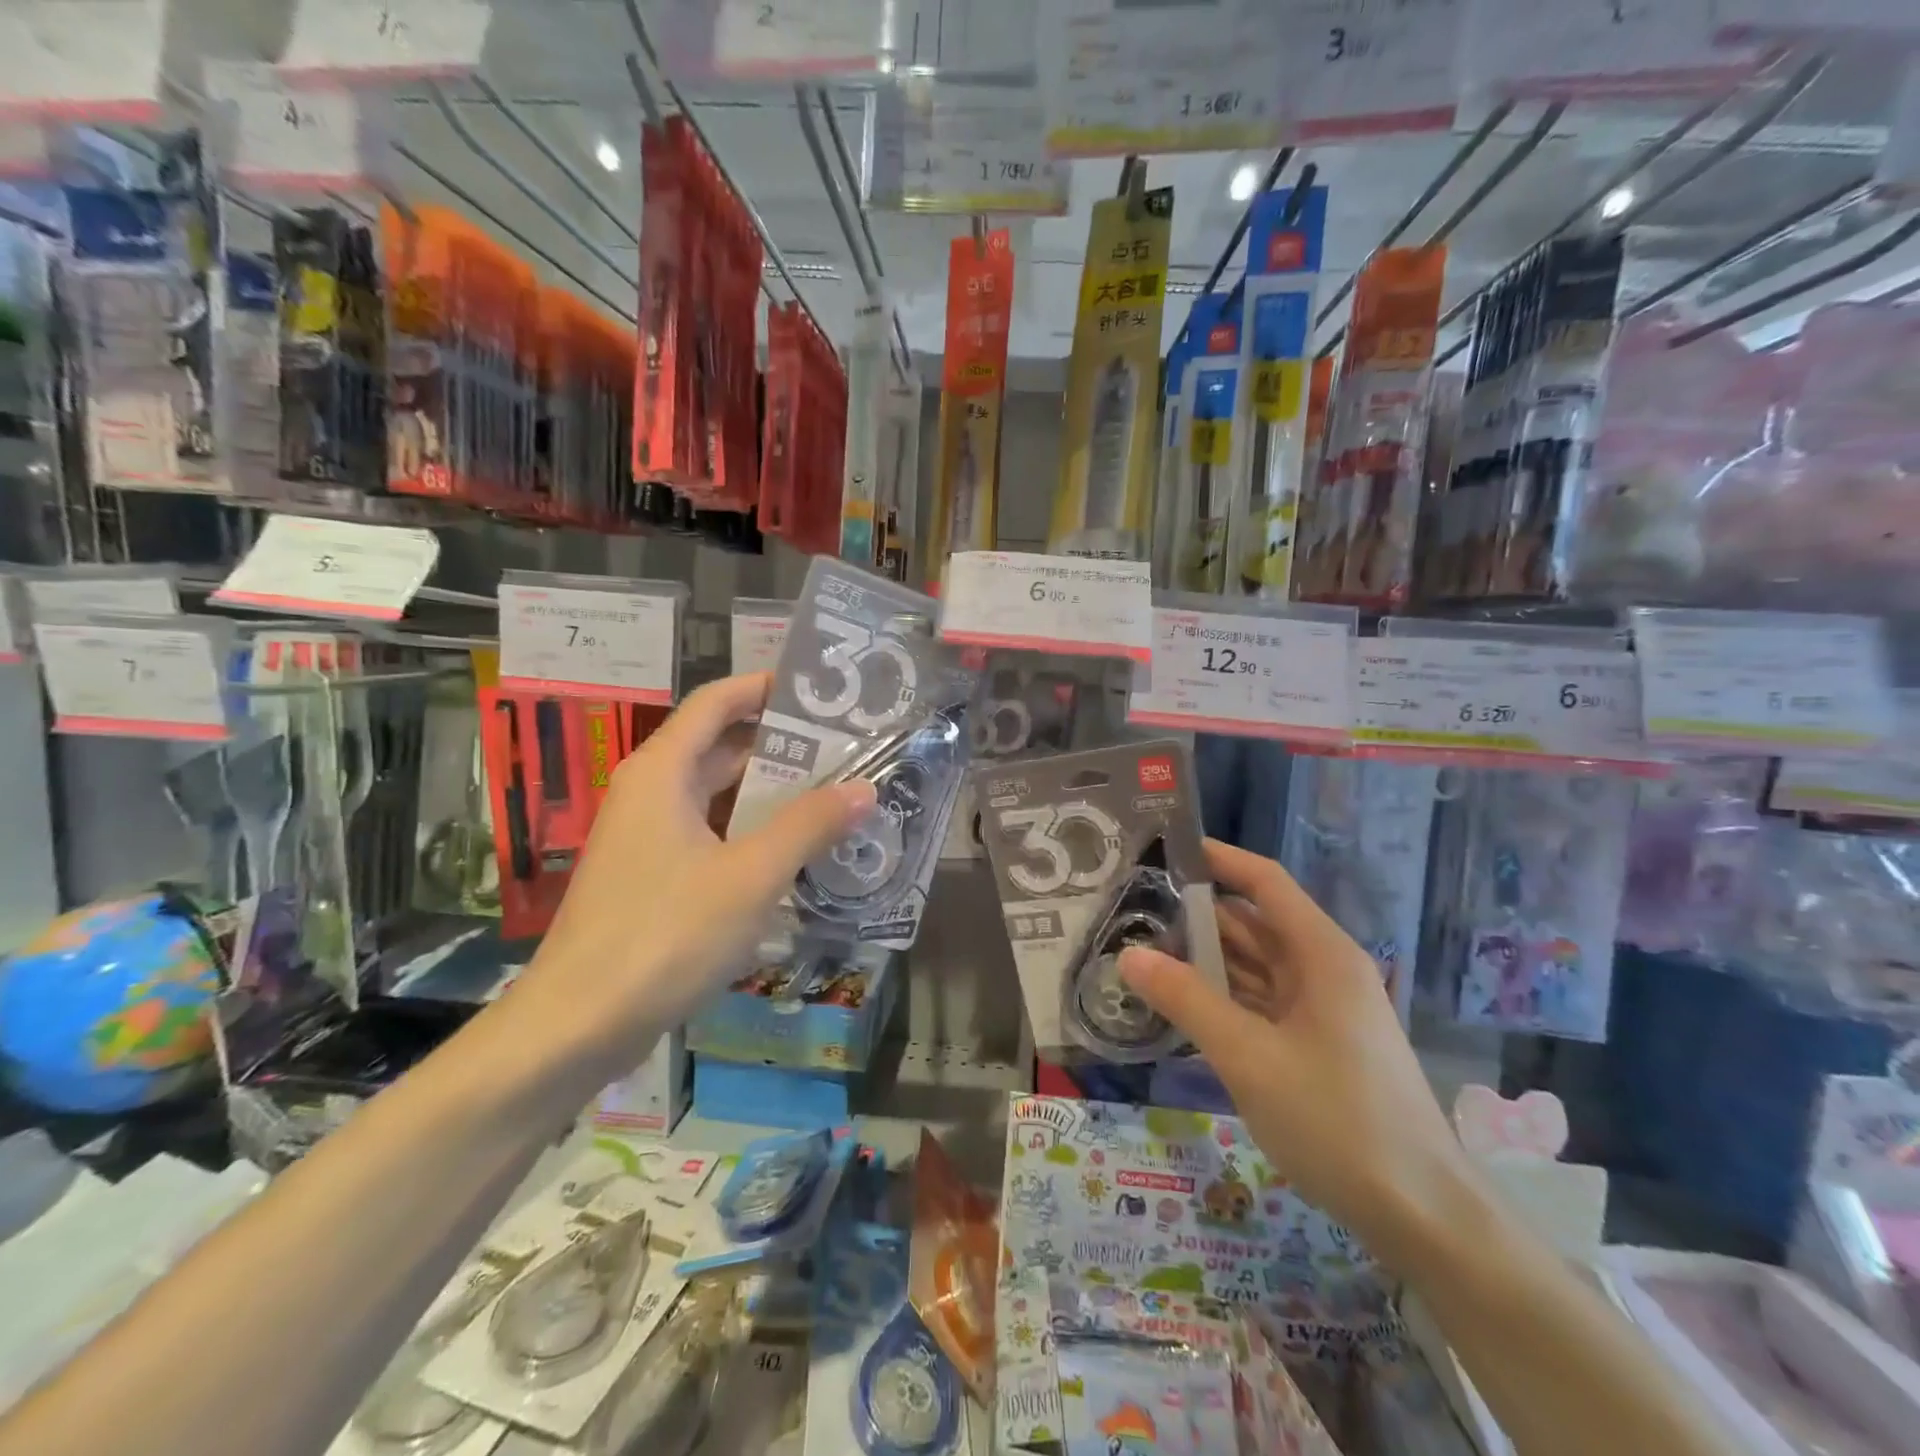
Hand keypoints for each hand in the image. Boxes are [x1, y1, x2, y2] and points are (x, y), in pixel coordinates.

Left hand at [514, 673, 876, 1076]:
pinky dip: (750, 832)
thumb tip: (864, 788)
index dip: (764, 687)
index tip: (817, 690)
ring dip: (769, 792)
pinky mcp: (651, 876)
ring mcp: (647, 837)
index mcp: (663, 772)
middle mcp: (650, 793)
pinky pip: (709, 834)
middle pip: (719, 747)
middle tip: (844, 746)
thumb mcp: (751, 876)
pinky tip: (793, 850)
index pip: (716, 703)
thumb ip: (809, 826)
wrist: (578, 1024)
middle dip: (780, 744)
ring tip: (832, 792)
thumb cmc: (665, 934)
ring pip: (716, 795)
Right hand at [1119, 840, 1474, 1267]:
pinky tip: (1181, 1002)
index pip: (1265, 882)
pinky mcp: (1316, 1044)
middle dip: (1198, 915)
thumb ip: (1186, 1000)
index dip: (1219, 859)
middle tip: (1133, 910)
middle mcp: (1324, 970)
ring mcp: (1322, 1009)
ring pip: (1255, 966)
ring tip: (1143, 951)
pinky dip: (1223, 997)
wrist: (1422, 1215)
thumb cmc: (1338, 1120)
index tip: (1166, 848)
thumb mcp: (1249, 1057)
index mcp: (1322, 954)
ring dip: (1206, 959)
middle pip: (1254, 923)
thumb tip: (1129, 955)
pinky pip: (1261, 1002)